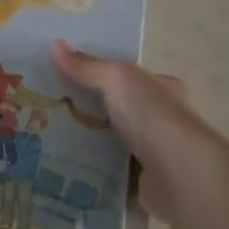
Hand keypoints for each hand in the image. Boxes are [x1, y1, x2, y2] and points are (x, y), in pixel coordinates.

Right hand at [52, 42, 220, 223]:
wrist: (180, 176)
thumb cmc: (152, 117)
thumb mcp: (116, 79)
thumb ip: (87, 66)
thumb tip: (55, 44)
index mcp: (161, 88)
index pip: (126, 77)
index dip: (97, 75)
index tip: (63, 79)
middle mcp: (161, 119)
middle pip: (117, 110)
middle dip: (87, 111)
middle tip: (48, 110)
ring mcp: (154, 153)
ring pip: (112, 143)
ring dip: (87, 143)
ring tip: (48, 139)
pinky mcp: (144, 183)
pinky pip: (111, 173)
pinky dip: (93, 172)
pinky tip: (65, 168)